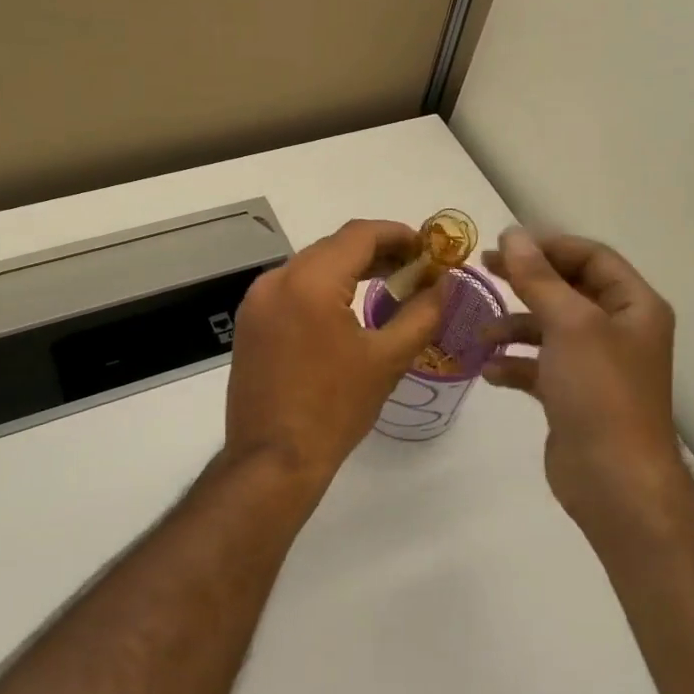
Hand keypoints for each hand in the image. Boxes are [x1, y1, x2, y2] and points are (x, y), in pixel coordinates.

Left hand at [224, 219, 448, 489]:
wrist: (273, 460)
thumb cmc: (335, 409)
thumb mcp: (387, 359)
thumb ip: (421, 313)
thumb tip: (443, 285)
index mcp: (309, 281)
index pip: (359, 235)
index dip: (398, 234)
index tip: (429, 247)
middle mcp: (276, 279)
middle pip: (333, 247)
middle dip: (377, 251)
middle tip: (415, 268)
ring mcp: (256, 301)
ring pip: (311, 266)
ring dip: (349, 269)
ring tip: (388, 284)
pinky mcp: (249, 323)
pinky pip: (292, 288)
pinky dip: (323, 288)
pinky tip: (347, 308)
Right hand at [482, 228, 686, 531]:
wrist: (613, 479)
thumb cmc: (600, 392)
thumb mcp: (569, 324)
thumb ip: (538, 278)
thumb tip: (512, 235)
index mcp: (633, 306)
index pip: (592, 257)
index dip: (550, 246)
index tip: (505, 245)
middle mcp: (618, 330)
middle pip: (568, 290)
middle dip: (526, 280)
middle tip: (484, 269)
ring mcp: (595, 365)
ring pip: (549, 329)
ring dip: (515, 326)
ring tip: (482, 333)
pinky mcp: (572, 396)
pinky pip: (539, 366)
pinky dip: (515, 364)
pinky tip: (491, 371)